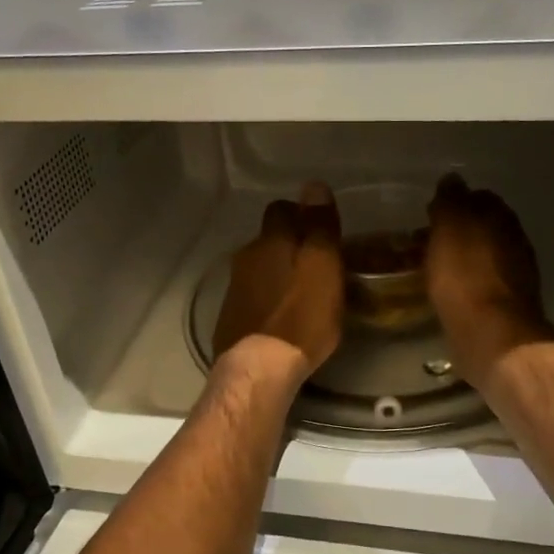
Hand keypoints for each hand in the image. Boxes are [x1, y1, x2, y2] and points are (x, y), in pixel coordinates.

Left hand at [213, 182, 343, 374]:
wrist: (259, 368)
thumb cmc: (301, 316)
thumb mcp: (323, 267)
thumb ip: (319, 226)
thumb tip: (314, 185)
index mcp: (271, 241)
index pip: (281, 209)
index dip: (301, 214)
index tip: (321, 230)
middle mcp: (247, 257)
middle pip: (269, 240)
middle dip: (290, 245)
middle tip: (317, 265)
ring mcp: (234, 289)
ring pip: (259, 268)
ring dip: (278, 274)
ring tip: (302, 294)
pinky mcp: (230, 318)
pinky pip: (252, 297)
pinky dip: (267, 300)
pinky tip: (282, 318)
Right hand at [425, 174, 553, 386]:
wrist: (491, 334)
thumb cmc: (465, 275)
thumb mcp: (450, 228)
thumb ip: (451, 200)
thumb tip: (453, 179)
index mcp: (501, 217)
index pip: (479, 197)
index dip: (454, 203)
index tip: (430, 215)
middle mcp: (515, 241)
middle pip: (483, 227)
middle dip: (458, 232)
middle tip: (426, 242)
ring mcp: (516, 274)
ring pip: (483, 255)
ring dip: (462, 258)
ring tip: (433, 268)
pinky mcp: (508, 305)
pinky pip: (483, 282)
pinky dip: (467, 281)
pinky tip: (450, 291)